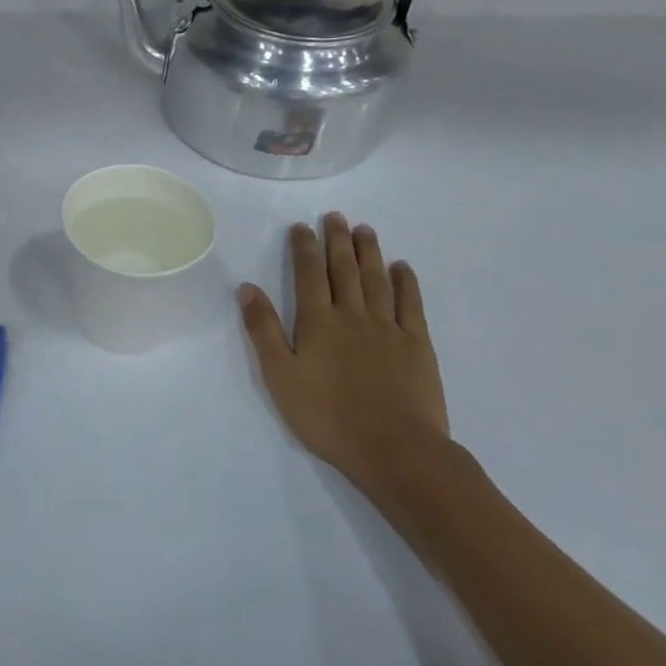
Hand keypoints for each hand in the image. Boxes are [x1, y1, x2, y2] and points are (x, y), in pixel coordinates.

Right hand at [238, 214, 451, 512]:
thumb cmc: (327, 416)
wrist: (393, 448)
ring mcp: (388, 328)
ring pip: (377, 280)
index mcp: (318, 323)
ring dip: (369, 253)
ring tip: (364, 230)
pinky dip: (406, 282)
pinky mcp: (417, 345)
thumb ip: (263, 330)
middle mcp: (353, 316)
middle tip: (335, 216)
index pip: (309, 275)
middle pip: (344, 270)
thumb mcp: (280, 376)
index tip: (301, 226)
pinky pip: (411, 304)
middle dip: (337, 240)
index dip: (304, 248)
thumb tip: (247, 288)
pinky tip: (402, 267)